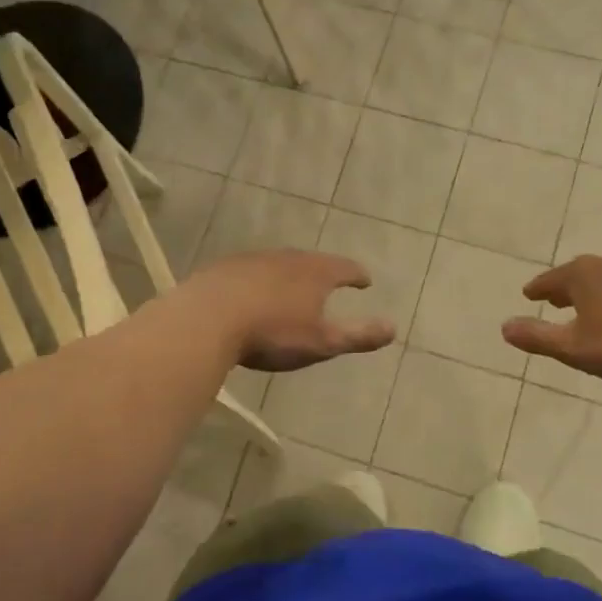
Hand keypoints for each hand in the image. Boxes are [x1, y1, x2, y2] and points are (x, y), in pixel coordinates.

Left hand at [190, 250, 395, 372]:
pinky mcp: (225, 269)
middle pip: (312, 262)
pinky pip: (251, 272)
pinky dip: (260, 281)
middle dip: (324, 272)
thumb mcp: (322, 342)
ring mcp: (253, 260)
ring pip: (280, 265)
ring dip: (290, 275)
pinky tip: (252, 295)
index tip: (365, 281)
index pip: (345, 268)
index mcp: (315, 273)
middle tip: (331, 282)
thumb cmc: (272, 333)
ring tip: (293, 289)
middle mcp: (287, 258)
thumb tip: (394, 328)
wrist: (207, 320)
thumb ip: (358, 335)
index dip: (358, 275)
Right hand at [500, 253, 601, 379]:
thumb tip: (503, 327)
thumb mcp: (575, 348)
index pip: (550, 280)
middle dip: (565, 287)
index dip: (538, 289)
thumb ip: (538, 338)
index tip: (528, 293)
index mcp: (582, 276)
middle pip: (578, 273)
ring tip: (589, 304)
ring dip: (593, 290)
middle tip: (555, 298)